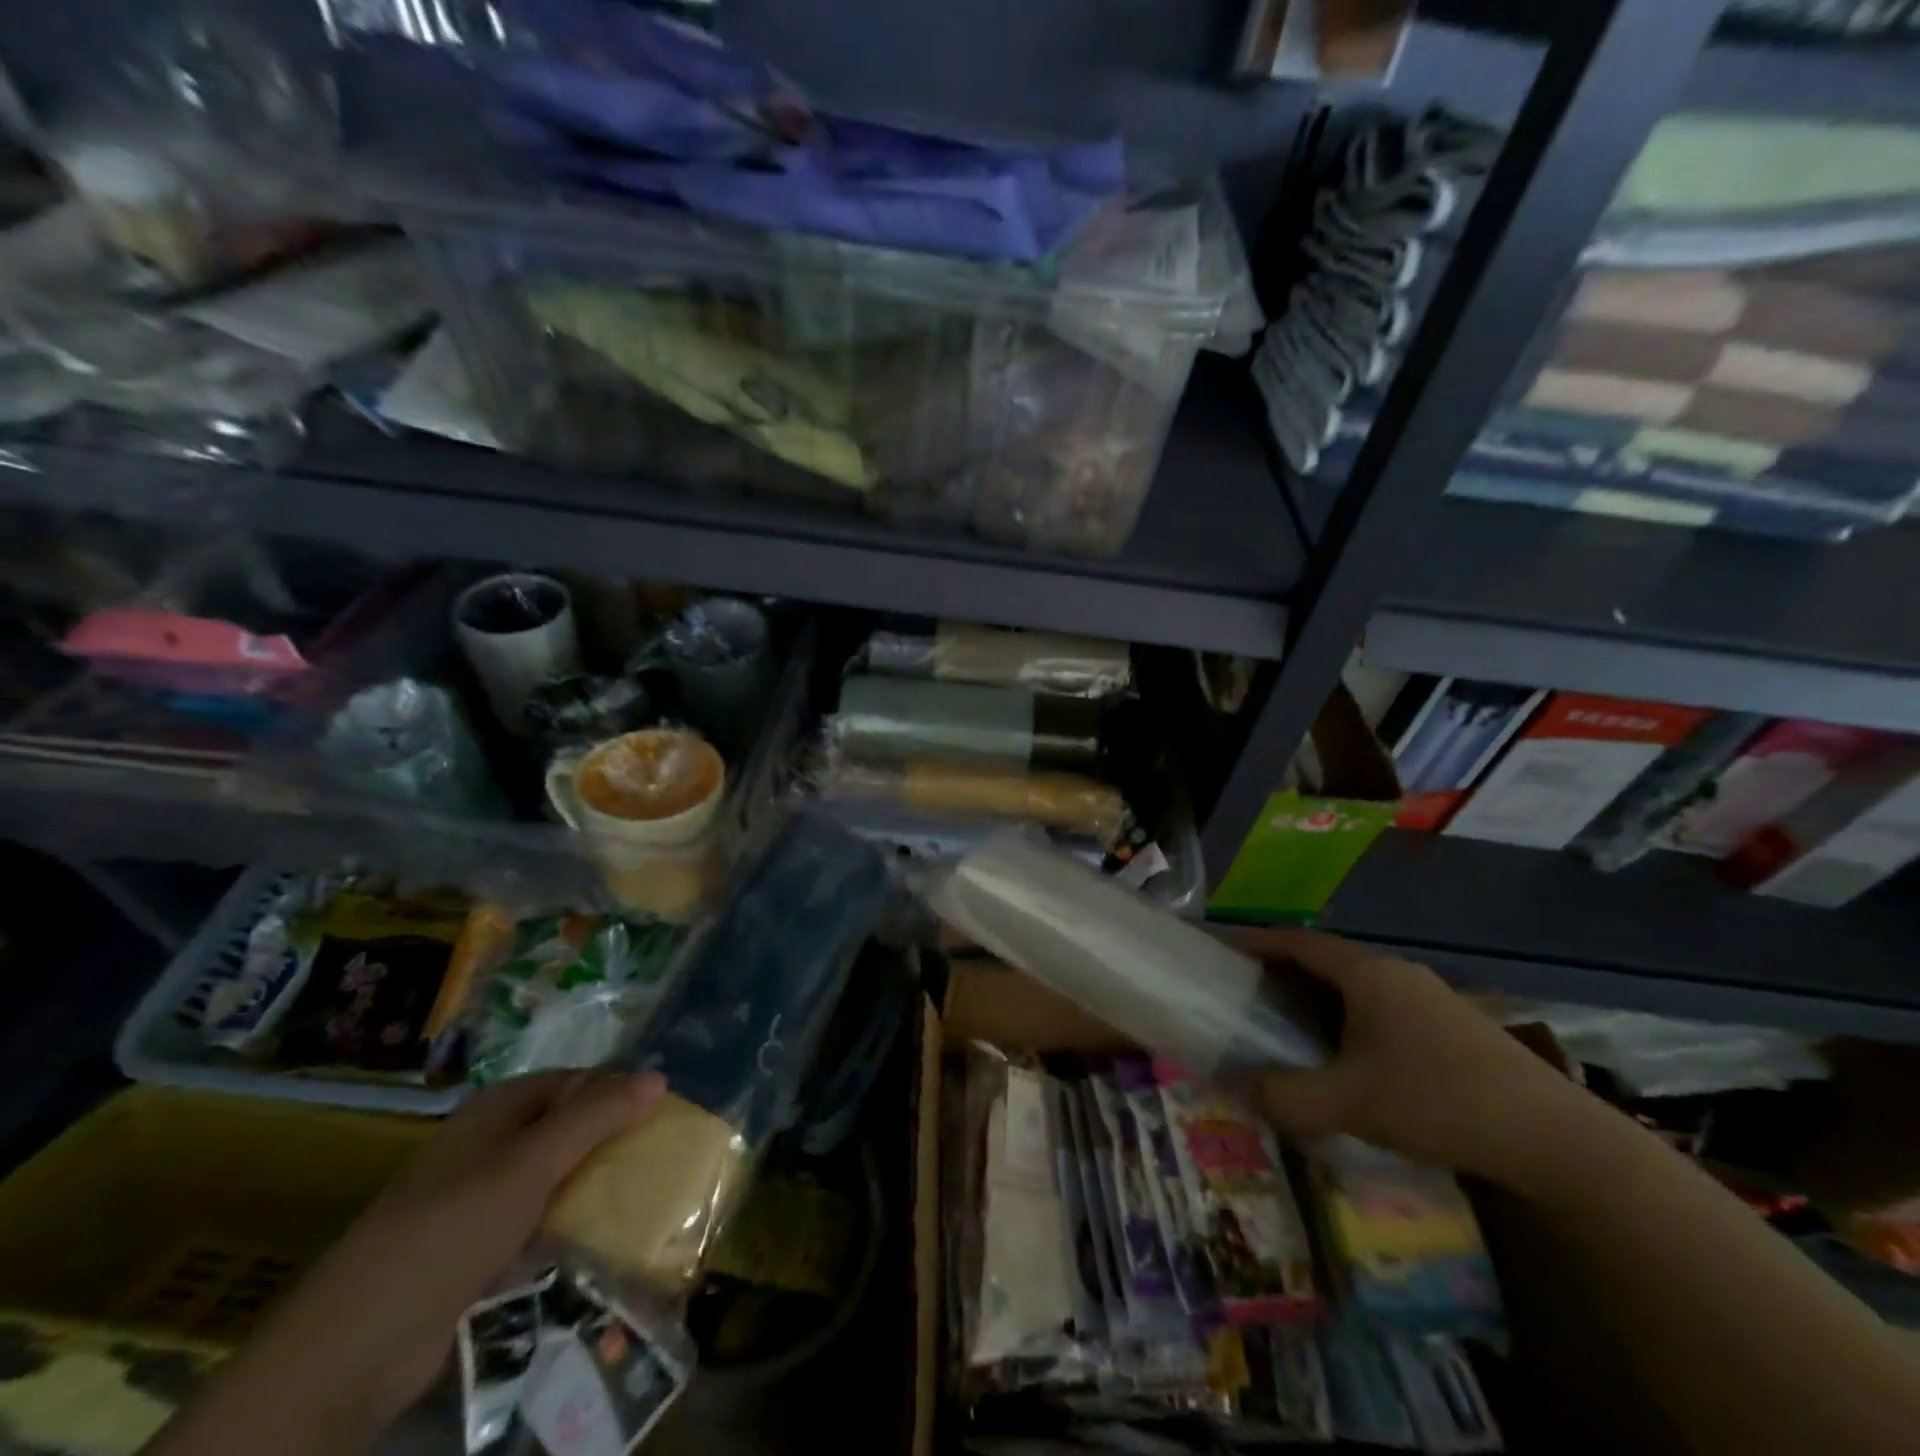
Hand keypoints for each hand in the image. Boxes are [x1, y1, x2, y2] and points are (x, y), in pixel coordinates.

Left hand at [149, 1071, 664, 1455]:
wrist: (356, 1347)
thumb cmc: (452, 1227)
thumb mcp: (532, 1163)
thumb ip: (596, 1116)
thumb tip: (660, 1075)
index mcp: (498, 1108)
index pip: (576, 1080)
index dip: (620, 1090)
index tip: (666, 1115)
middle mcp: (490, 1143)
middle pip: (567, 1128)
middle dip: (613, 1139)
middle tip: (663, 1157)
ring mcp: (481, 1198)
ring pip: (555, 1177)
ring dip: (594, 1185)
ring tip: (645, 1197)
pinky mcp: (477, 1249)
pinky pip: (538, 1222)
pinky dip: (569, 1225)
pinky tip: (601, 1239)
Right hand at [1240, 928, 1591, 1190]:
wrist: (1557, 1141)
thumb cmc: (1439, 1101)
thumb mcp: (1349, 1102)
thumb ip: (1284, 1094)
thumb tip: (1234, 1088)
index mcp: (1368, 972)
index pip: (1297, 941)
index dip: (1256, 943)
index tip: (1221, 956)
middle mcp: (1397, 974)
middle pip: (1325, 960)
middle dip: (1282, 975)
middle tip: (1246, 999)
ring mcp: (1430, 999)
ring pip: (1356, 987)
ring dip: (1318, 1000)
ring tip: (1287, 1029)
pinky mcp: (1452, 1028)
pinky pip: (1382, 1009)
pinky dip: (1349, 1020)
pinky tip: (1347, 1059)